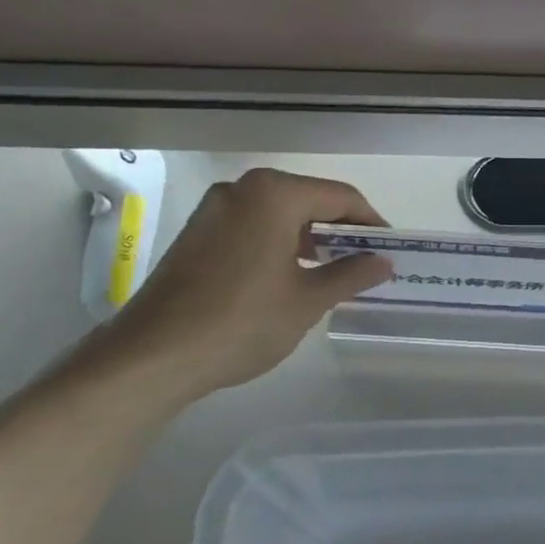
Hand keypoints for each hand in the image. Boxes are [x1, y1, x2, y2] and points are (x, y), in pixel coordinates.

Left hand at [81, 168, 392, 399]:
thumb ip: (351, 274)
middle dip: (340, 230)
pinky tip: (289, 275)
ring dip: (309, 238)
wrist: (154, 354)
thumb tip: (384, 262)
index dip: (371, 222)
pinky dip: (278, 243)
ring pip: (278, 214)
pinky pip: (252, 226)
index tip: (390, 248)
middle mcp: (242, 189)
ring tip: (332, 272)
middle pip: (307, 200)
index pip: (340, 197)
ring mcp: (214, 209)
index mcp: (274, 194)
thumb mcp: (307, 300)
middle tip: (365, 261)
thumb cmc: (242, 321)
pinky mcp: (197, 233)